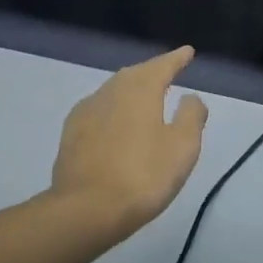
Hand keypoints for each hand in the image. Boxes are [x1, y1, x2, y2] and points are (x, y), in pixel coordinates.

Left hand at [51, 46, 207, 239]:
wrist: (85, 210)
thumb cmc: (143, 175)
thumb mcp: (183, 146)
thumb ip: (191, 116)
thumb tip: (190, 97)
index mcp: (140, 89)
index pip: (162, 65)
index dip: (177, 58)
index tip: (187, 52)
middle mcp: (111, 91)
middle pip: (135, 74)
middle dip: (152, 72)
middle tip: (168, 73)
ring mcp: (86, 111)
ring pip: (114, 90)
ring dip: (131, 90)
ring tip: (145, 97)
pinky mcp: (71, 134)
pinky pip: (99, 110)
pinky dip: (113, 109)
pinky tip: (116, 121)